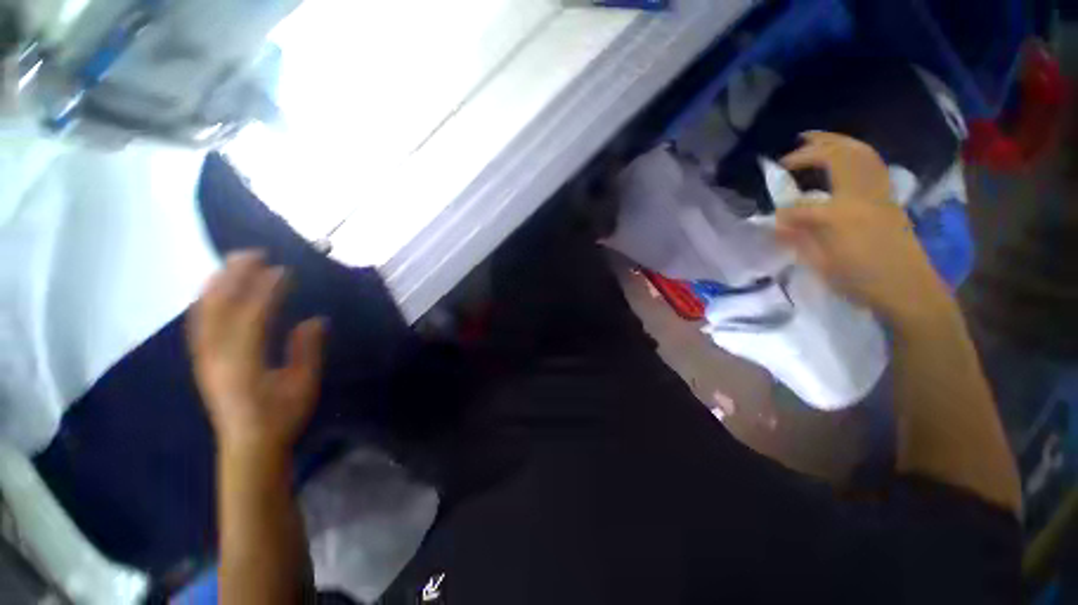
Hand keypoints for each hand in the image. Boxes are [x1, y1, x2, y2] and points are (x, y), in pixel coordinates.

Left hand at [188, 251, 325, 457]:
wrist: (248, 446)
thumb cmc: (281, 417)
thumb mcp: (303, 385)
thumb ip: (306, 350)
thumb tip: (315, 319)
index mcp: (244, 363)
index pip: (252, 316)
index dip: (267, 291)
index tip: (283, 270)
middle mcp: (216, 356)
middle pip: (220, 307)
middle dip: (235, 277)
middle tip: (254, 254)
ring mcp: (205, 357)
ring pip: (204, 312)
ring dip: (217, 283)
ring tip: (233, 263)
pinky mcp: (202, 360)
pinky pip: (199, 322)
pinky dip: (207, 300)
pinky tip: (216, 289)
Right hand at [774, 131, 955, 327]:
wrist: (909, 289)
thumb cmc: (861, 281)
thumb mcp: (821, 266)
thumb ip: (798, 239)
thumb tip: (779, 222)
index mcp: (840, 216)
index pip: (801, 206)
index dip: (783, 212)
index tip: (773, 220)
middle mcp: (862, 196)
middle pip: (839, 158)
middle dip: (814, 148)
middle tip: (793, 147)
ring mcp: (880, 193)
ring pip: (860, 154)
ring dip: (837, 141)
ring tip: (816, 139)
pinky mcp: (889, 197)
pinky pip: (873, 164)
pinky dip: (856, 152)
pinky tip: (844, 155)